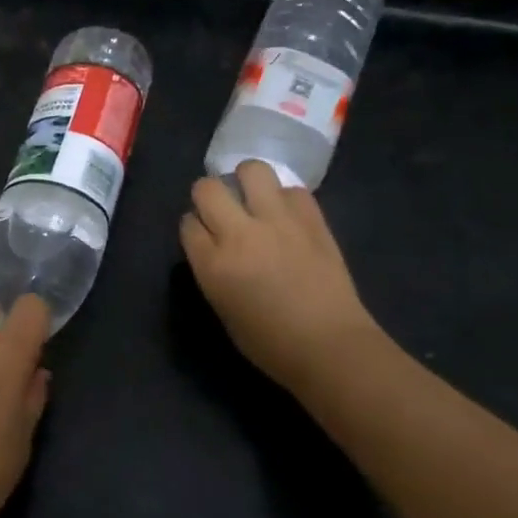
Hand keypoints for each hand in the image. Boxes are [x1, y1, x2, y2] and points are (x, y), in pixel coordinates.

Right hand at [179, 160, 380, 388]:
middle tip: (223, 210)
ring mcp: (278, 222)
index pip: (187, 223)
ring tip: (254, 198)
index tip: (204, 237)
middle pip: (208, 188)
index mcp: (213, 264)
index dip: (194, 227)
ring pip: (252, 170)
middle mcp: (240, 234)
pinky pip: (293, 190)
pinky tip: (288, 217)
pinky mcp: (312, 220)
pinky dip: (286, 199)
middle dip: (209, 195)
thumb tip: (213, 245)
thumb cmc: (269, 343)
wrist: (330, 346)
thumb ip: (211, 270)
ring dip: (247, 181)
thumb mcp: (222, 308)